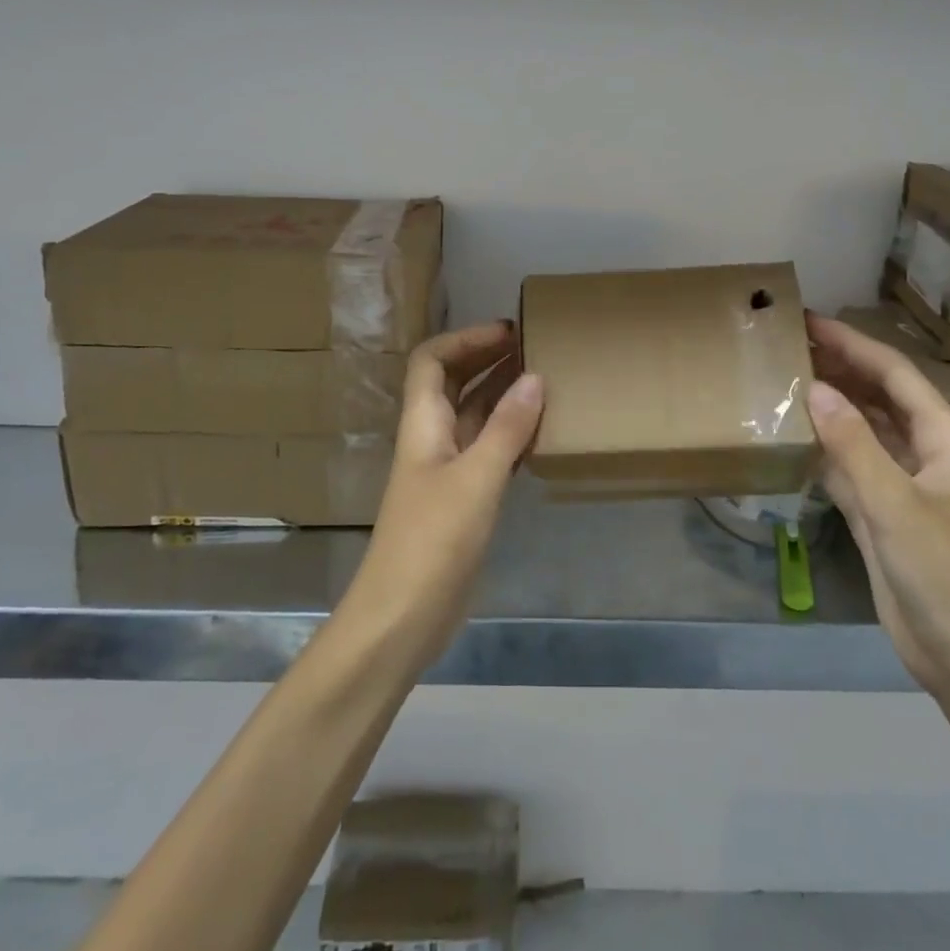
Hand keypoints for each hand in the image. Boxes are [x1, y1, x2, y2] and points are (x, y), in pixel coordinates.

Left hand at [354, 321, 543, 657]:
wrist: (402, 618)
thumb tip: (535, 377)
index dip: (466, 339)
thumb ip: (507, 428)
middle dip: (489, 359)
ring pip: (476, 417)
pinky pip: (490, 452)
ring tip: (547, 379)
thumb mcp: (476, 479)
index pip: (432, 360)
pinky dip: (513, 435)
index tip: (510, 331)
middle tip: (536, 347)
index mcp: (423, 424)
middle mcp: (432, 439)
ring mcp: (447, 471)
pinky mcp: (463, 501)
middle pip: (455, 383)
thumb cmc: (432, 541)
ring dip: (504, 394)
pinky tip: (543, 432)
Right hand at [804, 313, 949, 697]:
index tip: (809, 322)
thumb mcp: (896, 505)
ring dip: (830, 406)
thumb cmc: (946, 574)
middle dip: (839, 368)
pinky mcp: (883, 513)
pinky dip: (823, 448)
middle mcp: (926, 453)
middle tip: (788, 346)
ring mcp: (903, 484)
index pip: (895, 376)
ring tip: (784, 380)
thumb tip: (814, 389)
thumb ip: (854, 445)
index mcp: (946, 440)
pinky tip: (792, 435)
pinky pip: (849, 466)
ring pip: (862, 430)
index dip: (853, 345)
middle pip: (878, 397)